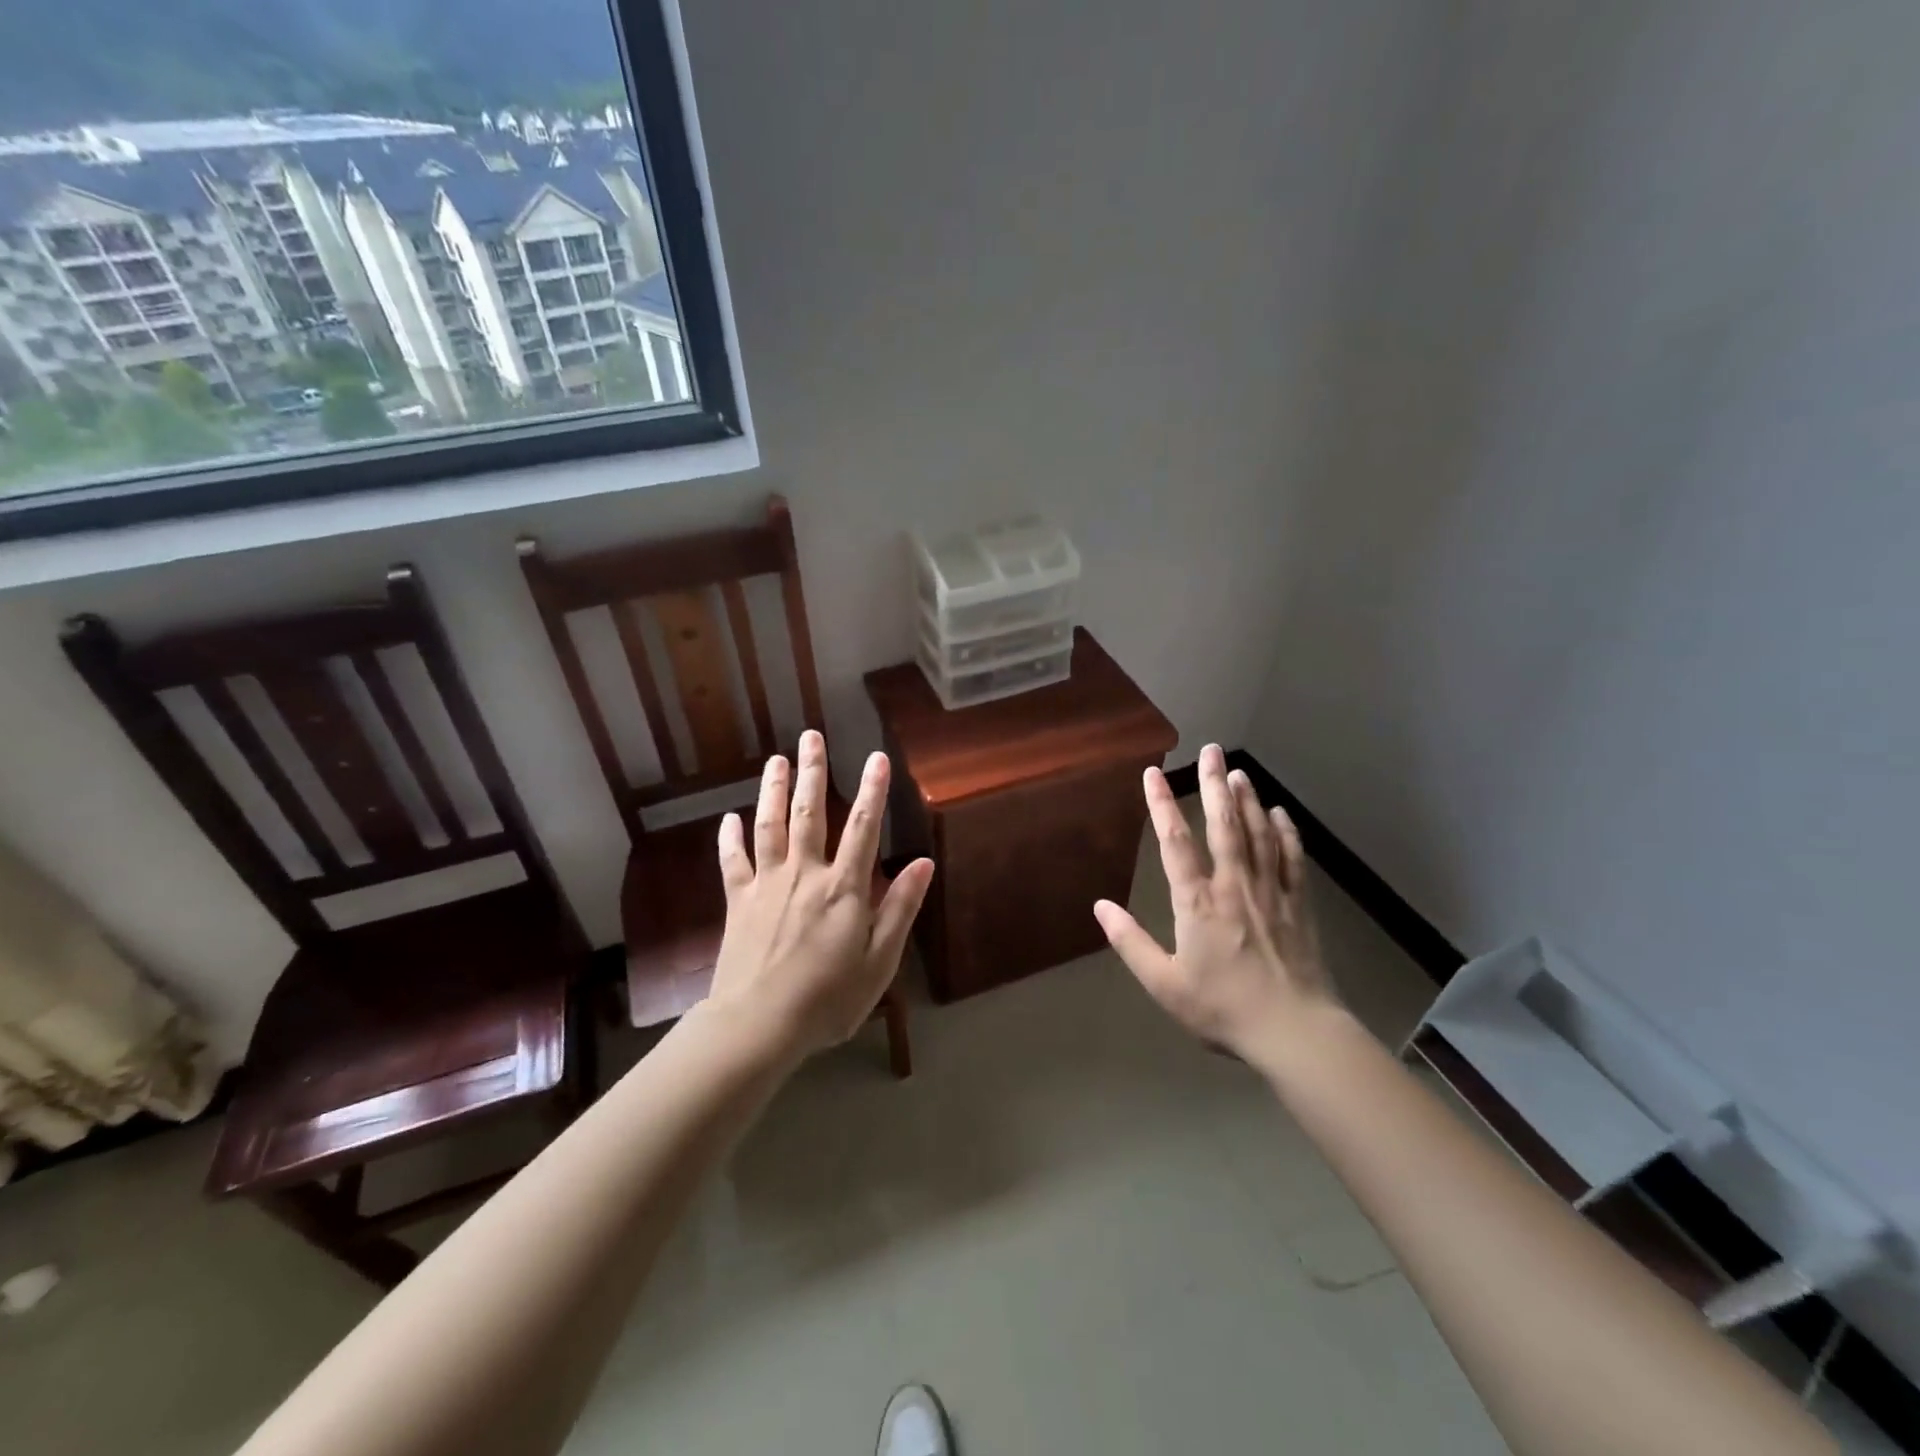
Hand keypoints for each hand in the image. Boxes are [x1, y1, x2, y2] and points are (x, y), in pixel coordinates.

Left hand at [707, 729, 933, 1060]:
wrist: (758, 1025)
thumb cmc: (828, 999)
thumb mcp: (879, 961)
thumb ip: (901, 908)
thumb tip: (923, 862)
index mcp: (843, 888)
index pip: (864, 828)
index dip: (873, 790)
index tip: (877, 756)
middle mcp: (805, 874)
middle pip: (810, 813)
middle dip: (813, 772)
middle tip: (810, 736)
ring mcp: (767, 885)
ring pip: (771, 826)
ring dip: (774, 790)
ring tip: (776, 760)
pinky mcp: (738, 902)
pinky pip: (733, 862)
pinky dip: (730, 838)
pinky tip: (728, 818)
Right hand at [1094, 744, 1336, 1059]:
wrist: (1294, 1032)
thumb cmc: (1223, 1008)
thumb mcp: (1164, 984)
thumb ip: (1130, 942)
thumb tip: (1100, 907)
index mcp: (1198, 903)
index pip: (1174, 843)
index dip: (1161, 805)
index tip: (1153, 773)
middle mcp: (1234, 886)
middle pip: (1223, 825)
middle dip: (1213, 785)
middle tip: (1210, 749)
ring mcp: (1270, 892)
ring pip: (1258, 834)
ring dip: (1247, 800)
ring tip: (1237, 771)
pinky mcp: (1299, 905)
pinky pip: (1292, 859)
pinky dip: (1286, 832)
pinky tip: (1280, 814)